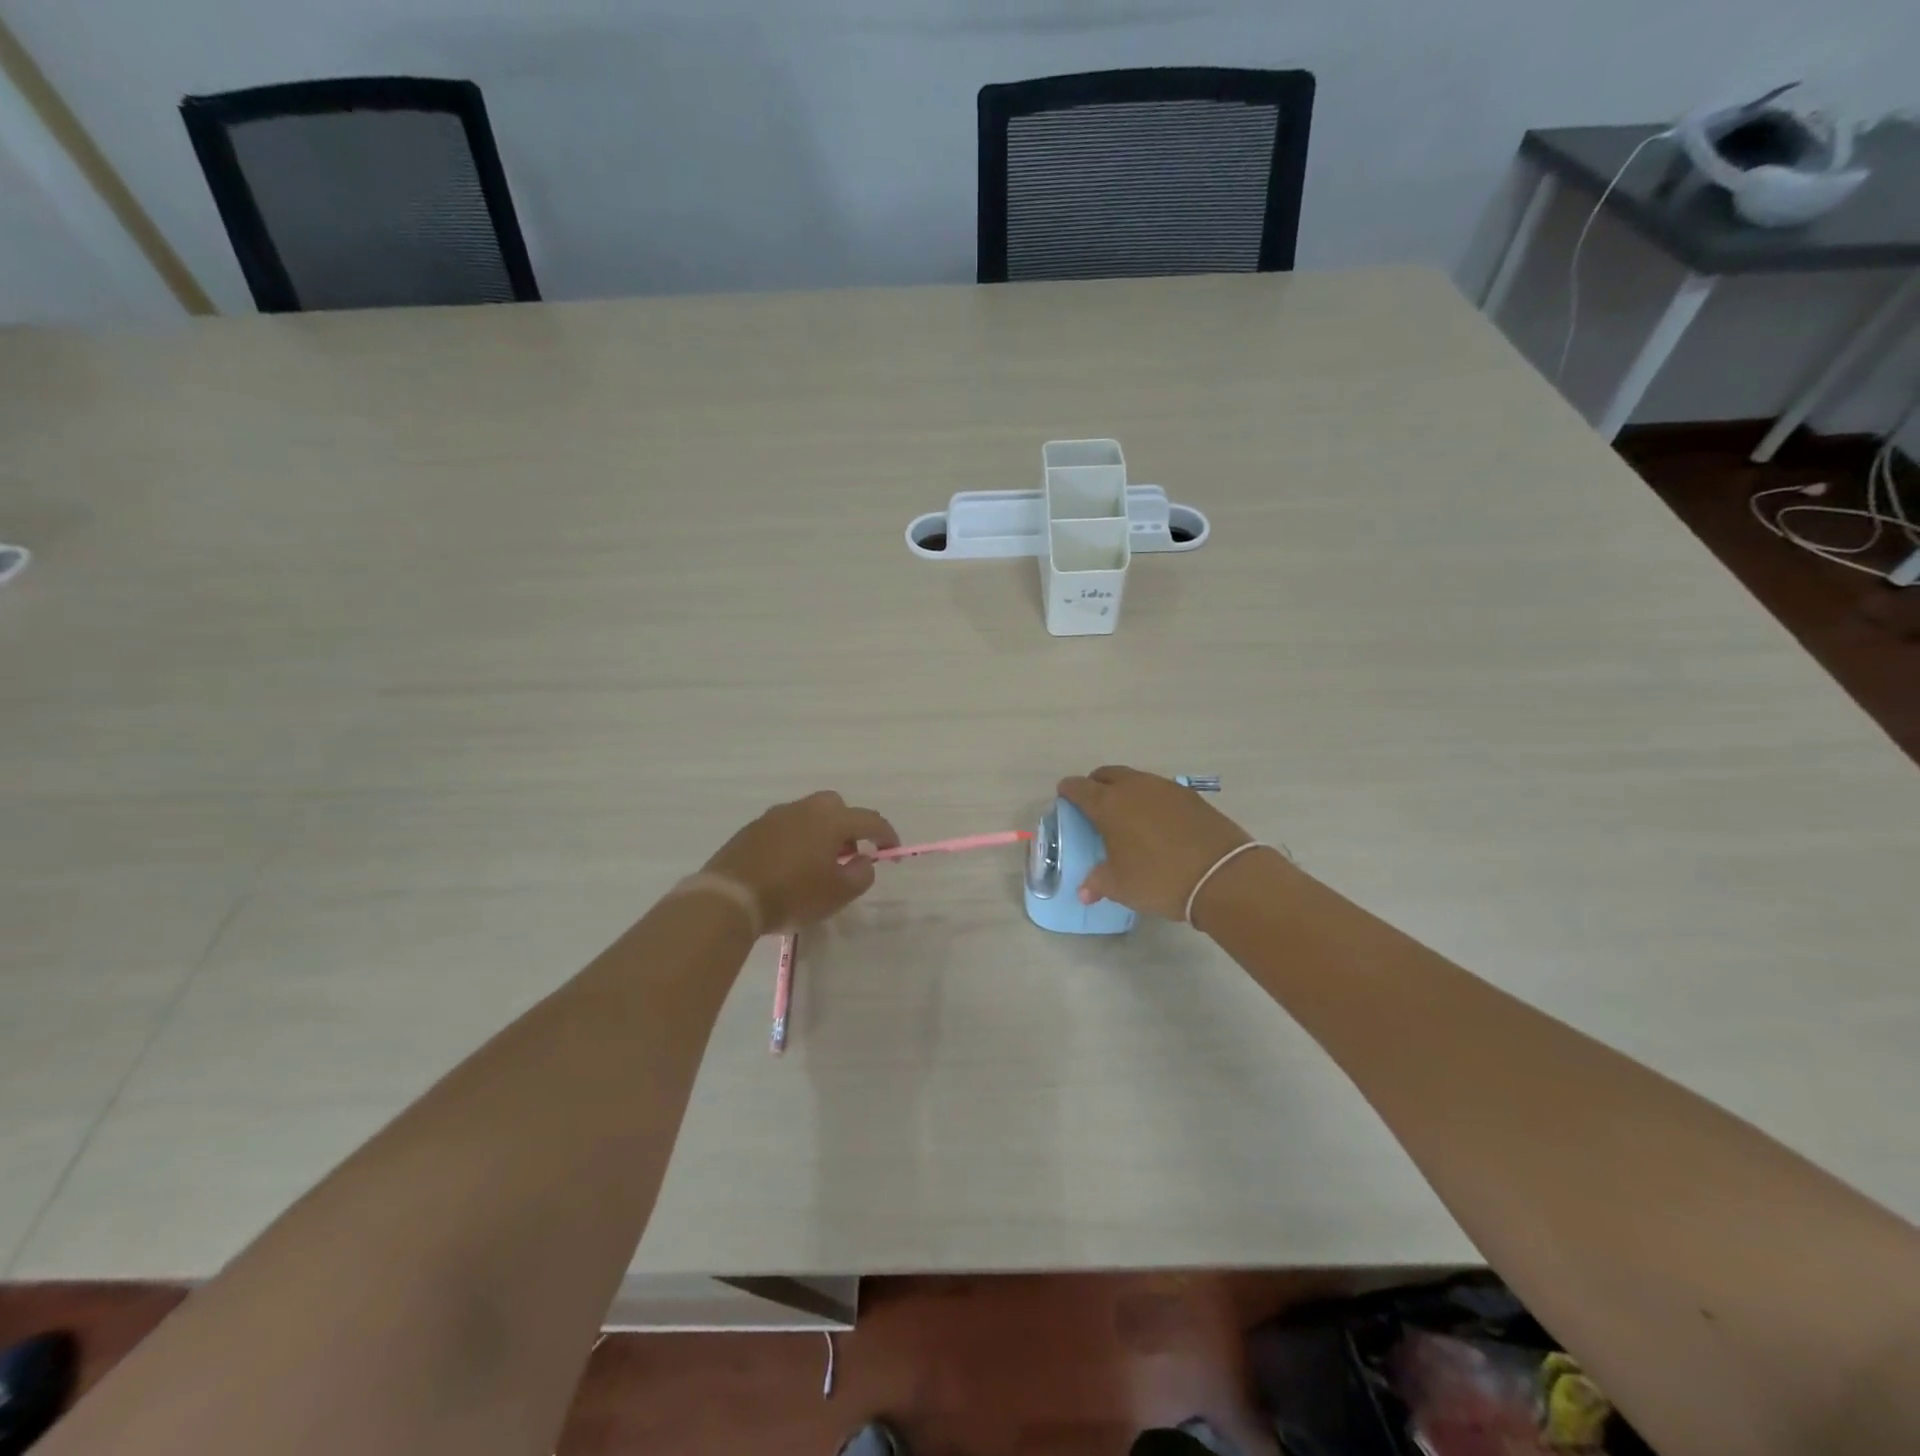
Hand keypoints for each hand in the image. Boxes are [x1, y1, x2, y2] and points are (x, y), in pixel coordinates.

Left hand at [703, 791, 899, 932]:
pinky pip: (784, 827)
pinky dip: (795, 840)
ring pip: (808, 815)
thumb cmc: (792, 894)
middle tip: (849, 853)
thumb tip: (863, 859)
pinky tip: (789, 865)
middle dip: (849, 826)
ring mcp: (774, 816)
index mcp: (831, 820)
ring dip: (820, 832)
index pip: (870, 820)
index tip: (892, 852)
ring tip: (817, 863)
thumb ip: (861, 874)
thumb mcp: (838, 893)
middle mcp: (804, 809)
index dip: (886, 835)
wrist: (730, 897)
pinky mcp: (752, 830)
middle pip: (836, 806)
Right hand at [1056, 765, 1254, 920]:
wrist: (1222, 875)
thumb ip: (1098, 882)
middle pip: (1107, 774)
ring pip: (1136, 779)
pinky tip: (1156, 821)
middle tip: (1093, 803)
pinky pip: (1160, 790)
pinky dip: (1151, 800)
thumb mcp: (1121, 886)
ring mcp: (1166, 788)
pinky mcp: (1191, 797)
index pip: (1079, 787)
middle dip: (1096, 784)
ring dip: (1125, 790)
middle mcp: (1134, 787)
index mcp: (1109, 804)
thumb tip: (1084, 891)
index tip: (1064, 796)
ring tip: (1126, 814)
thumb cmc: (1159, 878)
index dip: (1068, 791)